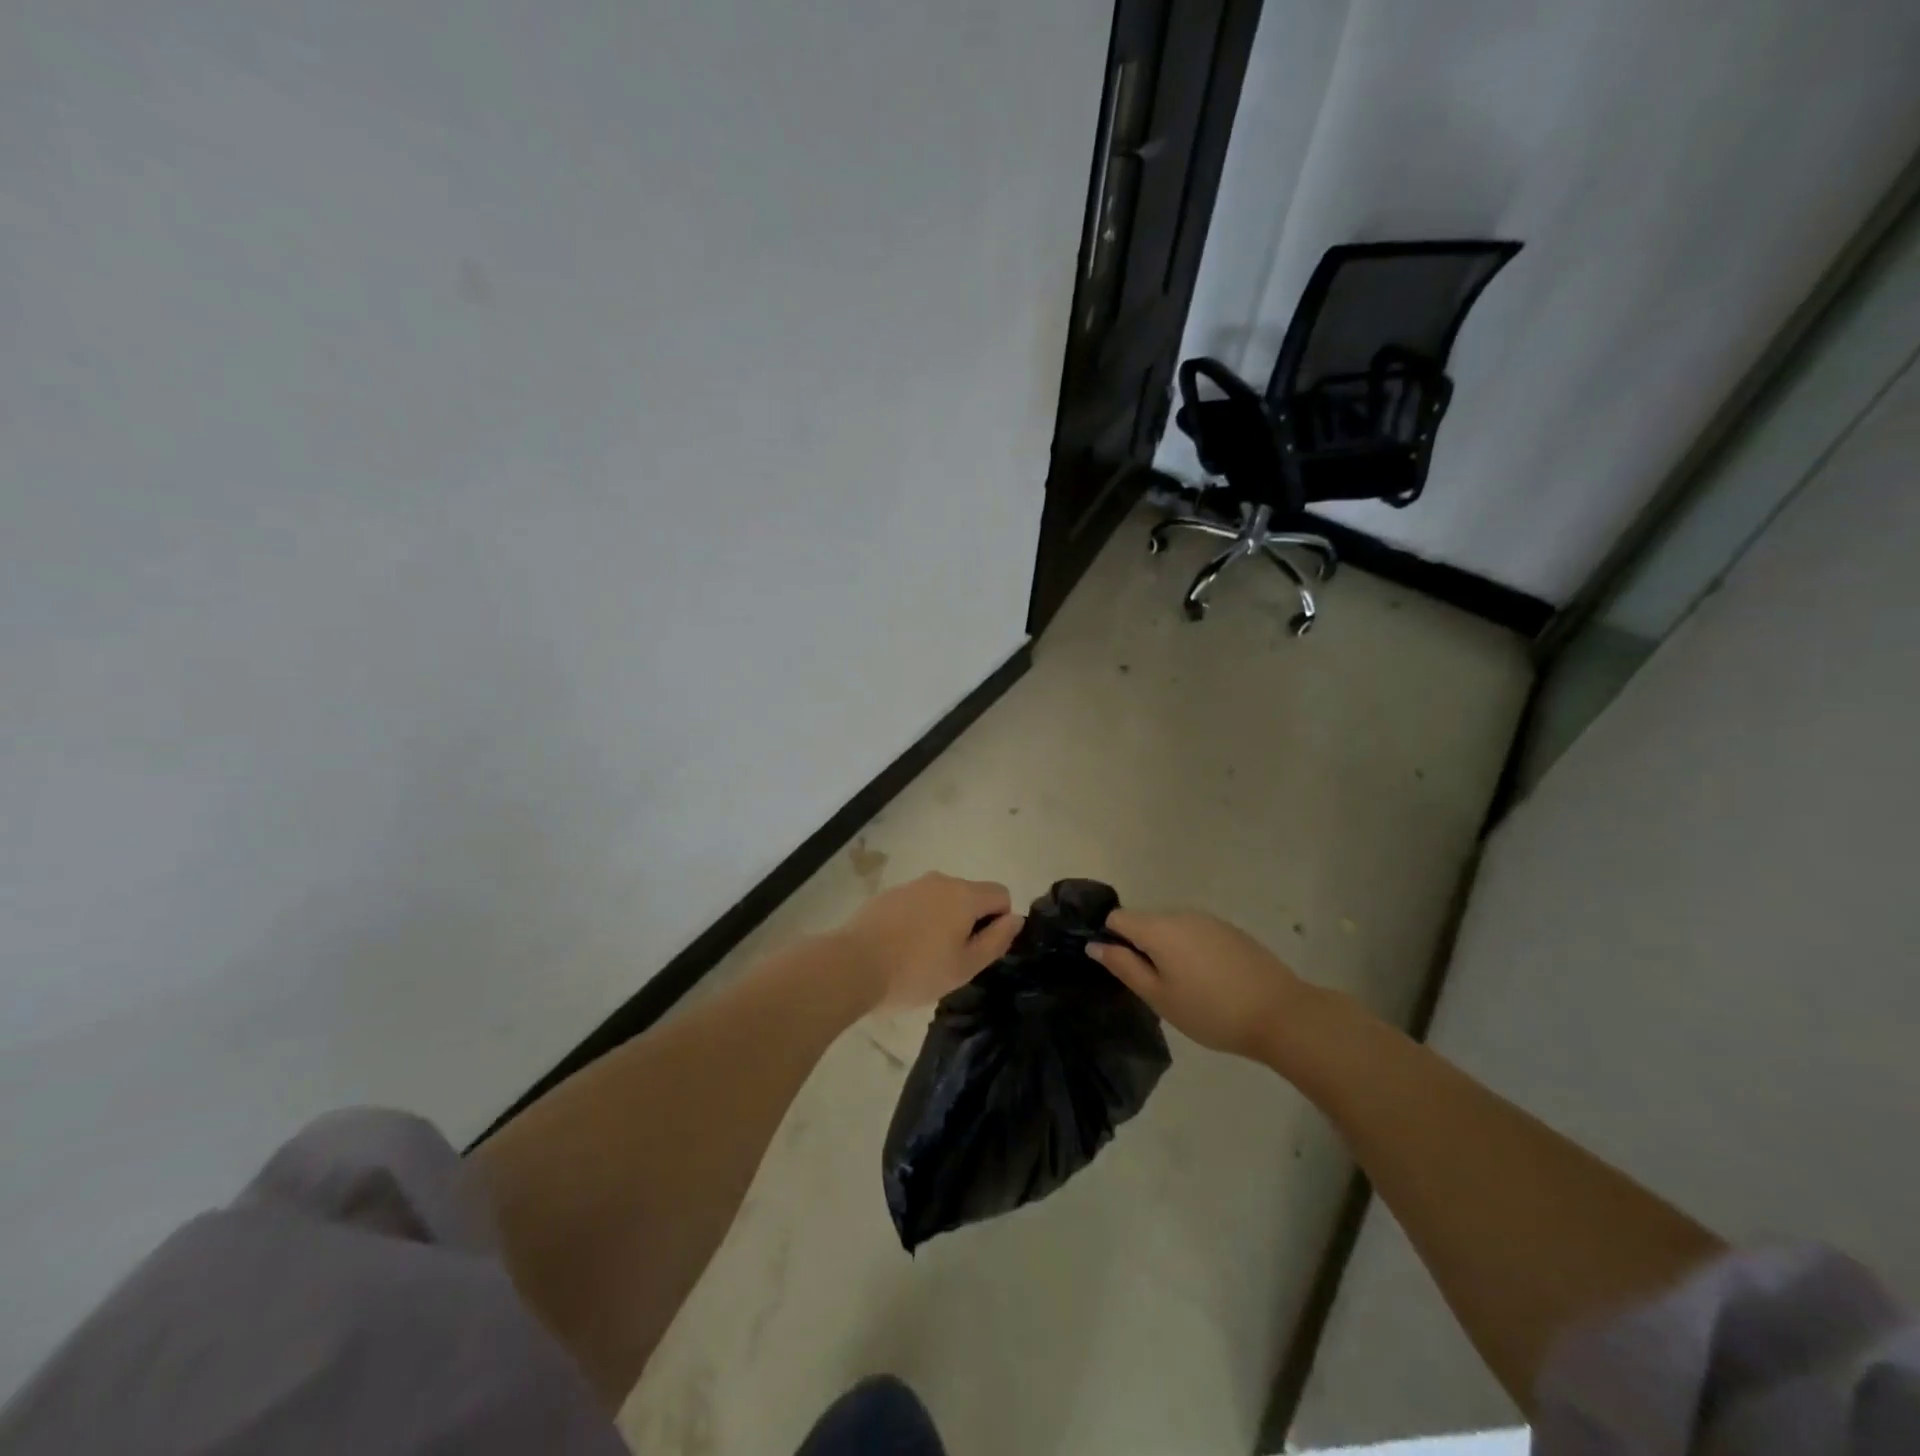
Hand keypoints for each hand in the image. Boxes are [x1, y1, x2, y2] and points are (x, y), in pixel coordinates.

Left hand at [836, 872, 1023, 1010]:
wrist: (853, 964)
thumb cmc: (916, 971)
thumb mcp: (965, 966)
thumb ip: (996, 940)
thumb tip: (1016, 918)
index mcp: (964, 894)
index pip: (1001, 895)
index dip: (998, 922)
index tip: (978, 950)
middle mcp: (941, 880)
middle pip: (971, 896)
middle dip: (970, 923)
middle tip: (952, 960)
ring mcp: (912, 885)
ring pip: (943, 900)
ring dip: (943, 922)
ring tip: (923, 957)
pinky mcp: (888, 894)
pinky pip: (917, 904)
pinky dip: (918, 921)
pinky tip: (900, 949)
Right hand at [1087, 909, 1309, 1062]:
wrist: (1281, 1014)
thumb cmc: (1210, 1011)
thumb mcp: (1159, 996)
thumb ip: (1123, 967)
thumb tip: (1095, 945)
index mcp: (1158, 928)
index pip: (1117, 917)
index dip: (1109, 938)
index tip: (1118, 968)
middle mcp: (1180, 914)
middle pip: (1144, 921)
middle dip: (1139, 946)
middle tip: (1151, 987)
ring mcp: (1208, 920)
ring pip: (1171, 927)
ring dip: (1166, 949)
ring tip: (1181, 988)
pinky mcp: (1230, 930)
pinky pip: (1195, 933)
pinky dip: (1190, 950)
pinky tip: (1207, 981)